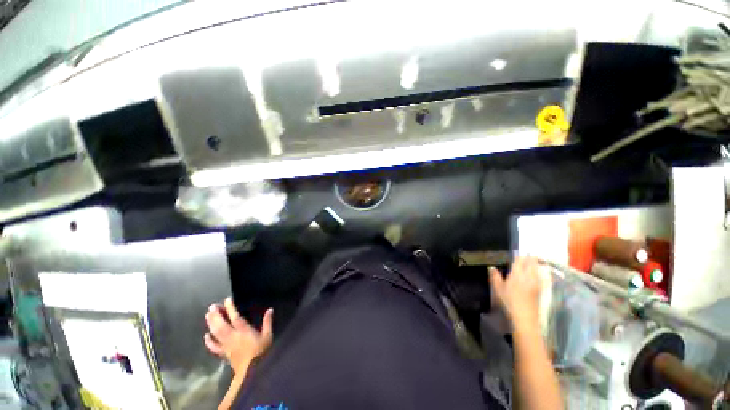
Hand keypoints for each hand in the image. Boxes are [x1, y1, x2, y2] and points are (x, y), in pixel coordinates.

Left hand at [204, 297, 273, 373]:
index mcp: (244, 331)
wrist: (252, 372)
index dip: (230, 308)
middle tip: (211, 306)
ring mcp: (226, 346)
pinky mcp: (224, 354)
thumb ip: (268, 322)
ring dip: (211, 324)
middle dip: (216, 315)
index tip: (227, 300)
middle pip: (221, 325)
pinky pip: (214, 347)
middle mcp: (232, 337)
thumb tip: (270, 309)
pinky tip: (206, 336)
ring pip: (216, 333)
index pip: (235, 317)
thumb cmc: (261, 352)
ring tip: (207, 315)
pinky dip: (209, 341)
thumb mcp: (268, 336)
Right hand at [489, 256, 541, 330]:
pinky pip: (541, 276)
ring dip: (535, 263)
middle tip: (527, 253)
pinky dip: (539, 272)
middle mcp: (528, 276)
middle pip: (531, 262)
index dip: (520, 255)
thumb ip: (495, 277)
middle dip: (530, 257)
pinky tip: (538, 273)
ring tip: (533, 261)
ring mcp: (536, 282)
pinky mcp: (540, 289)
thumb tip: (492, 267)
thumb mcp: (498, 289)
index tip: (519, 251)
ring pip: (537, 268)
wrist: (525, 317)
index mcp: (517, 274)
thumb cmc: (509, 302)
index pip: (520, 260)